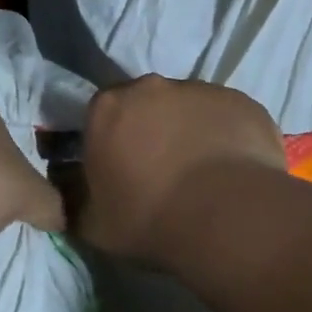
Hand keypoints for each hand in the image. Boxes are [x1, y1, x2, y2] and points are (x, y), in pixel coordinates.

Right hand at [78, 75, 284, 266]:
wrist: (228, 218)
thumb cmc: (149, 219)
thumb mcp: (92, 224)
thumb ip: (75, 199)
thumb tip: (70, 190)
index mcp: (107, 108)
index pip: (100, 116)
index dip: (109, 142)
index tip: (120, 170)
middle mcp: (150, 87)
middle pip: (144, 104)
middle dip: (148, 130)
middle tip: (160, 171)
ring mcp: (199, 89)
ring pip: (187, 107)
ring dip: (188, 131)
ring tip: (201, 174)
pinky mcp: (241, 100)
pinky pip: (225, 116)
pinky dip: (224, 135)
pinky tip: (232, 171)